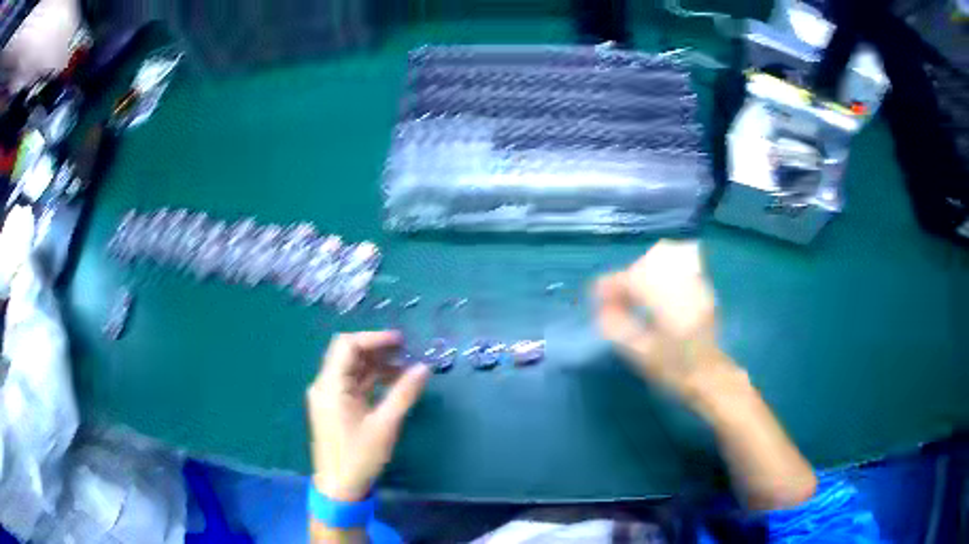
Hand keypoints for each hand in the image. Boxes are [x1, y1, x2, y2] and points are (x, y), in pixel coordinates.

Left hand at [307, 331, 429, 501]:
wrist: (339, 487)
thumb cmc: (359, 456)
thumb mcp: (385, 425)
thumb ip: (404, 393)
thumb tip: (423, 367)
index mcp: (331, 386)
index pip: (347, 346)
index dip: (374, 338)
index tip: (400, 341)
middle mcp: (325, 386)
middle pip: (348, 355)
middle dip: (376, 349)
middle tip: (406, 351)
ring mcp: (328, 397)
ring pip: (351, 370)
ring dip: (376, 365)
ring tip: (404, 368)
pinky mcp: (334, 408)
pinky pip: (352, 385)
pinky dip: (371, 380)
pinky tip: (392, 384)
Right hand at [595, 240, 741, 405]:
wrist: (711, 377)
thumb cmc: (675, 371)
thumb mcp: (641, 355)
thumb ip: (618, 328)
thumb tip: (602, 309)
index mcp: (667, 302)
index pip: (633, 279)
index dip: (611, 284)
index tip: (596, 296)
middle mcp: (683, 286)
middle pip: (648, 265)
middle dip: (626, 277)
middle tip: (614, 298)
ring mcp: (695, 285)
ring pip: (664, 261)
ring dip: (642, 273)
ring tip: (632, 294)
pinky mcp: (701, 289)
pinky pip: (677, 268)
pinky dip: (659, 273)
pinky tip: (654, 291)